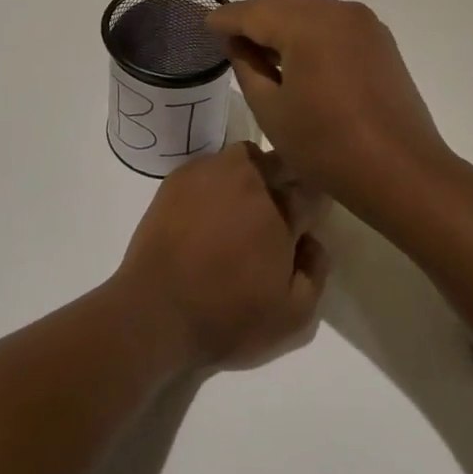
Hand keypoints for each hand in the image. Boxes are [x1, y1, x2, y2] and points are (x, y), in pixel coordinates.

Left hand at [115, 143, 328, 371]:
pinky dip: (219, 179)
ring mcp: (212, 172)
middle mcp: (250, 180)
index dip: (314, 206)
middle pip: (282, 161)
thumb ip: (316, 271)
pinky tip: (209, 209)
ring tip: (242, 205)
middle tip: (278, 213)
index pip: (313, 189)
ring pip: (247, 156)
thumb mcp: (292, 317)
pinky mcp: (181, 176)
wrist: (156, 311)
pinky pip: (212, 165)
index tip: (307, 222)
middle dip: (288, 181)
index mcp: (281, 210)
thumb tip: (313, 240)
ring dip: (254, 173)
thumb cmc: (228, 317)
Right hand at [206, 0, 450, 203]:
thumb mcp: (271, 110)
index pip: (253, 11)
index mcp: (307, 24)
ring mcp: (363, 23)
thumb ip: (247, 66)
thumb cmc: (327, 146)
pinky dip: (308, 29)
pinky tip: (297, 55)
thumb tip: (237, 42)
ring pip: (309, 8)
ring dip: (281, 21)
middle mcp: (337, 11)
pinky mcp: (379, 40)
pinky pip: (333, 21)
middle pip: (282, 2)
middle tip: (229, 39)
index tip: (206, 27)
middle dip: (253, 16)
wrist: (402, 172)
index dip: (226, 19)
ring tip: (260, 48)